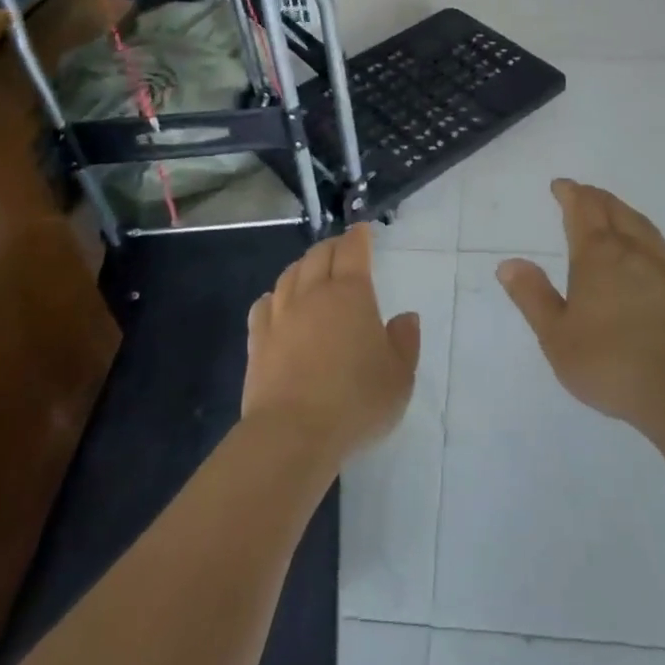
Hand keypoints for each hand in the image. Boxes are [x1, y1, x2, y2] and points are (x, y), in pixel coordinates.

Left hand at [242, 225, 420, 462]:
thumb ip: (405, 342)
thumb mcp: (399, 376)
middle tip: (341, 250)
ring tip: (311, 271)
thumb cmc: (355, 401)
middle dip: (332, 246)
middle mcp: (313, 294)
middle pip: (318, 255)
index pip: (353, 250)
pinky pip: (264, 305)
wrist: (292, 434)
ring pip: (289, 275)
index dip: (359, 236)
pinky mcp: (258, 340)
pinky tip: (277, 304)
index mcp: (350, 293)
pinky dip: (274, 296)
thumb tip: (406, 317)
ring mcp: (281, 315)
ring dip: (303, 266)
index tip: (363, 230)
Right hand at [497, 180, 664, 434]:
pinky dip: (655, 242)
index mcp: (597, 255)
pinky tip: (657, 252)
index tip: (560, 186)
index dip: (570, 193)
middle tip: (583, 194)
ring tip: (616, 213)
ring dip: (625, 212)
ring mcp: (664, 269)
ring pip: (643, 226)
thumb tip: (508, 263)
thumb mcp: (556, 335)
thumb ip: (533, 296)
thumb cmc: (609, 362)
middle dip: (596, 198)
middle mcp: (632, 251)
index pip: (582, 209)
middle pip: (614, 210)